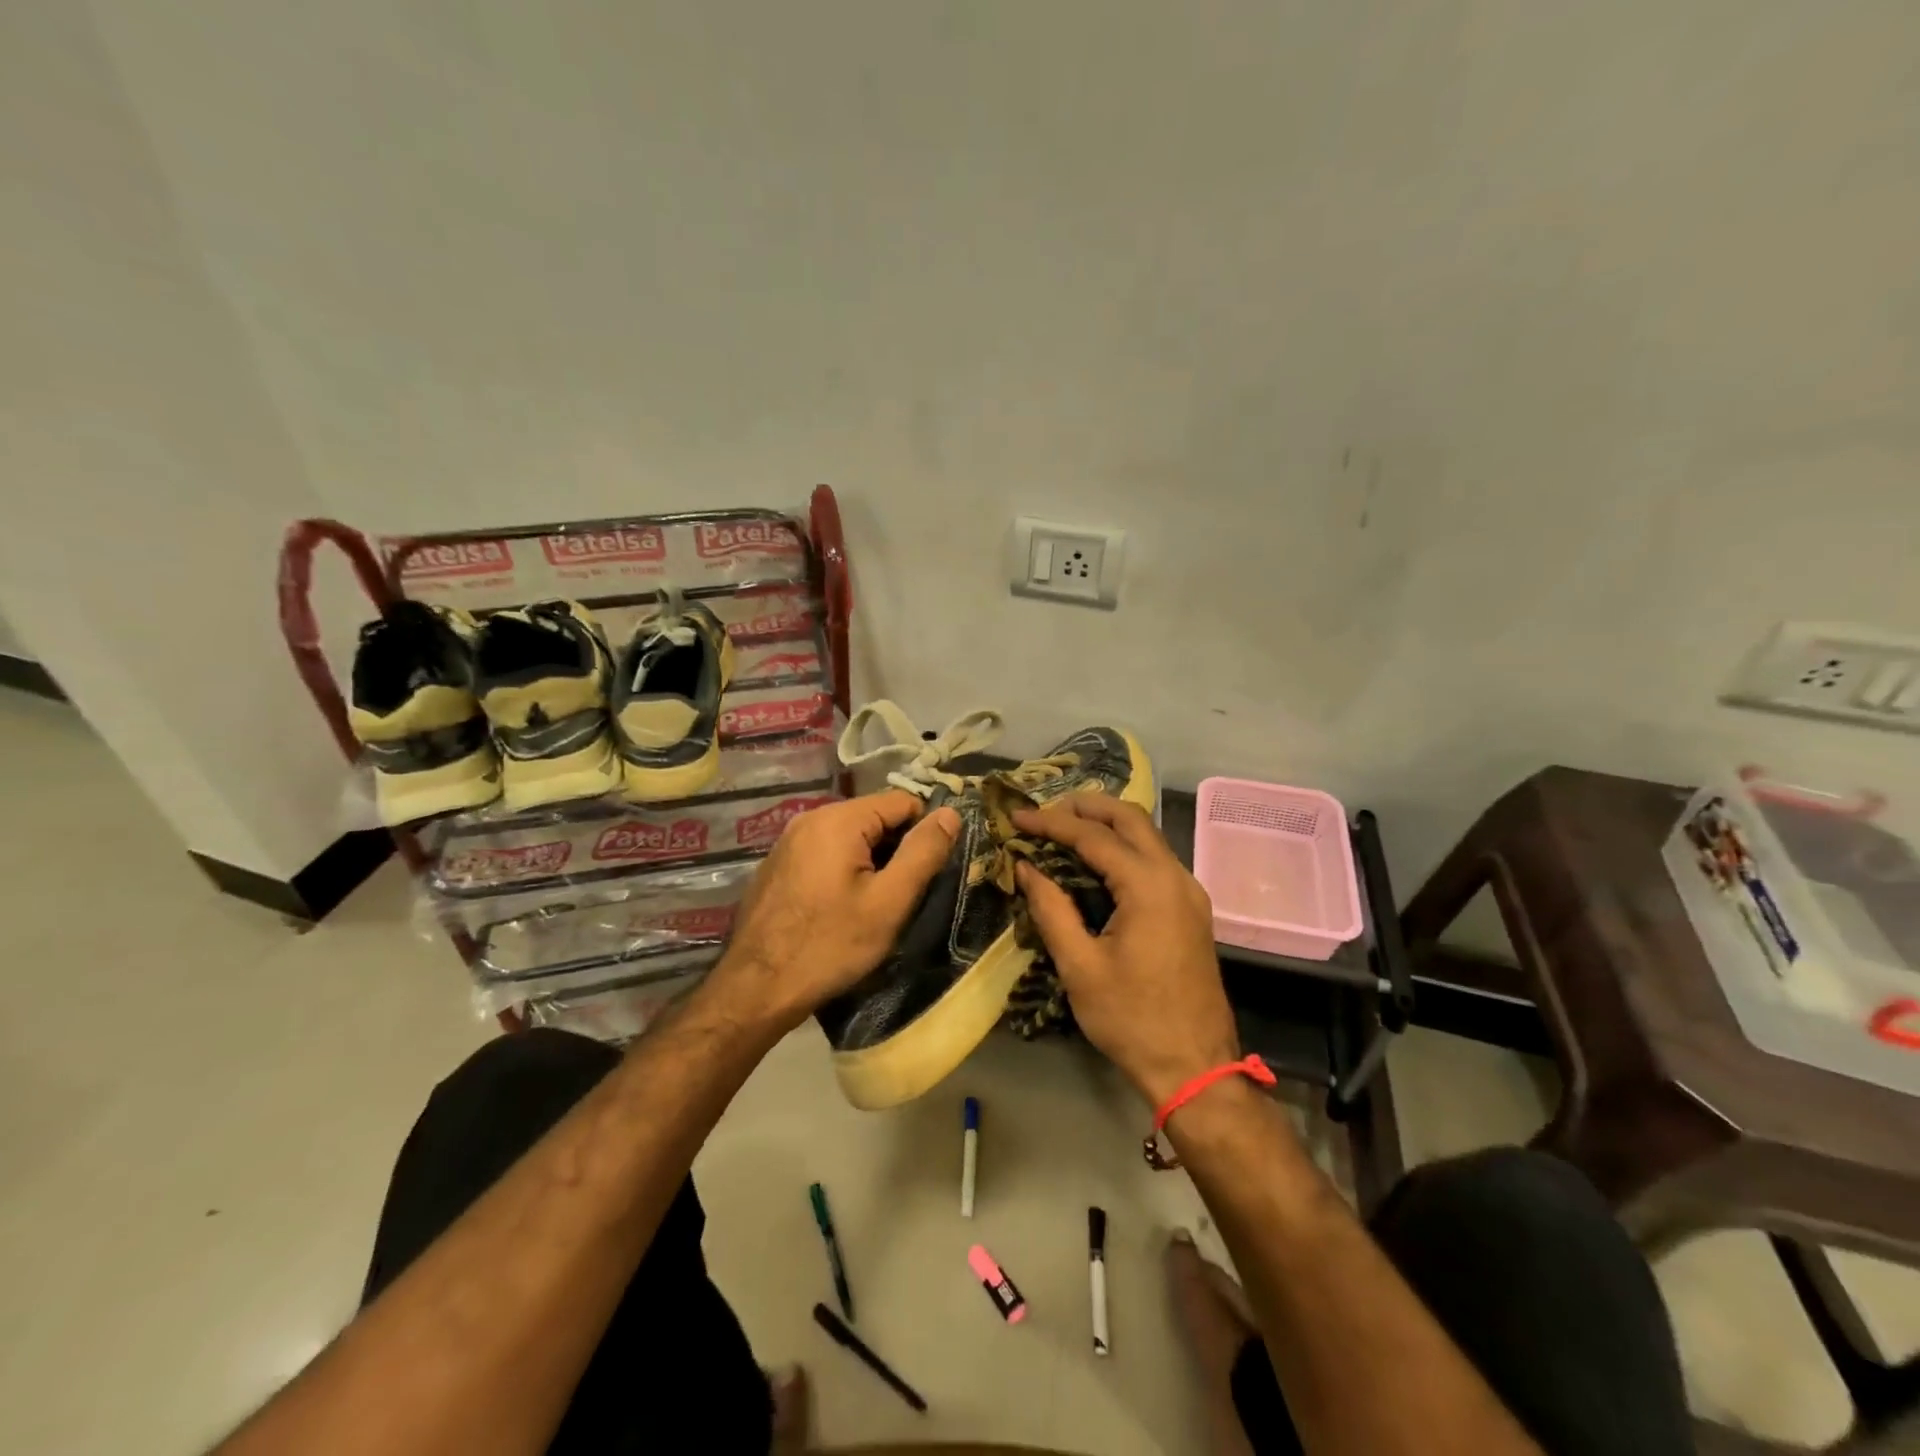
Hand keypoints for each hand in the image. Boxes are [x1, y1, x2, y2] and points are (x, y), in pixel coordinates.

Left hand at [711, 790, 960, 1032]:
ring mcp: (788, 840)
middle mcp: (810, 817)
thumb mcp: (890, 902)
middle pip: (874, 817)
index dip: (923, 833)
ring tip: (870, 906)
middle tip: (898, 896)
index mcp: (839, 819)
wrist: (756, 988)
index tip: (926, 873)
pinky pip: (824, 852)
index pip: (903, 801)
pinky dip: (841, 870)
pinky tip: (838, 909)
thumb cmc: (830, 945)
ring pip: (849, 836)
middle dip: (894, 849)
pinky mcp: (777, 864)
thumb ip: (923, 852)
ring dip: (869, 862)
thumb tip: (950, 813)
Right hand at [1012, 795, 1238, 1105]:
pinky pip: (1155, 859)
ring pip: (1147, 835)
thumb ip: (1051, 908)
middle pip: (1131, 818)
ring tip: (1064, 829)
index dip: (1051, 822)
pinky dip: (1124, 847)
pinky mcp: (1191, 908)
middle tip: (1045, 812)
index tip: (1017, 817)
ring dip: (1107, 824)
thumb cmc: (1131, 1019)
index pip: (1094, 837)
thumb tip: (1026, 868)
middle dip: (1086, 807)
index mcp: (1148, 887)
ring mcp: (1189, 891)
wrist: (1196, 1067)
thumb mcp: (1080, 966)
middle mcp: (1175, 877)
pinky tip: (1097, 861)